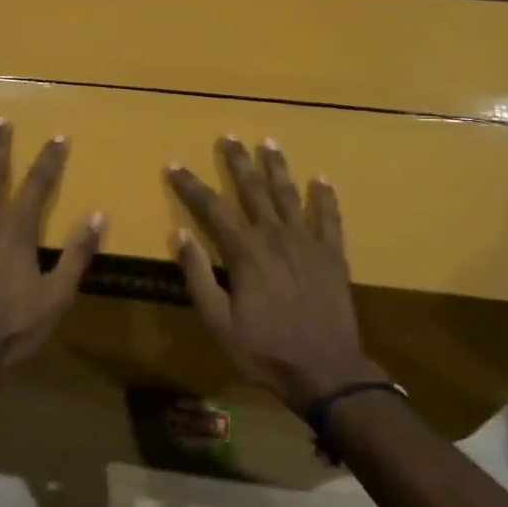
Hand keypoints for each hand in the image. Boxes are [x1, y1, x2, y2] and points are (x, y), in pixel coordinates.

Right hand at [167, 137, 378, 413]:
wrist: (326, 370)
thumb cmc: (264, 349)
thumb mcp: (218, 320)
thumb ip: (197, 275)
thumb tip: (180, 234)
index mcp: (244, 252)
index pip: (211, 208)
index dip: (190, 185)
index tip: (174, 165)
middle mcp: (275, 236)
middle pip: (252, 189)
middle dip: (237, 161)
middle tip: (228, 135)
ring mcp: (307, 242)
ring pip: (289, 194)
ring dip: (277, 167)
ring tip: (268, 142)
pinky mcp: (333, 255)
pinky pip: (329, 218)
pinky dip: (325, 197)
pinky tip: (321, 179)